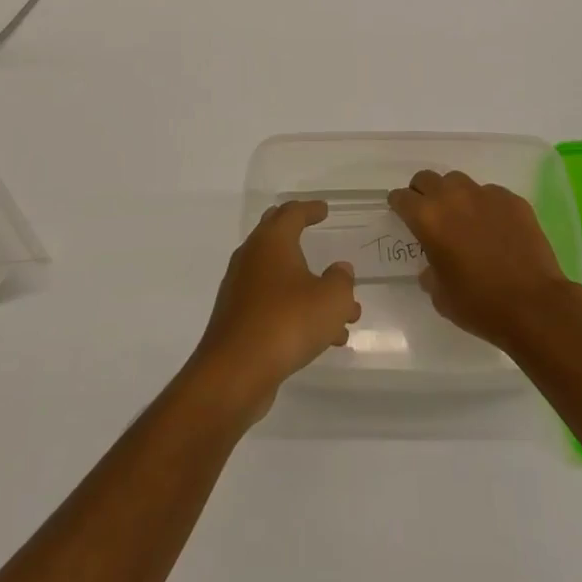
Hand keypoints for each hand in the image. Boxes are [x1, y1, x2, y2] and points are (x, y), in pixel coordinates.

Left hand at [190, 200, 360, 422]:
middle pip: (276, 236)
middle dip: (299, 235)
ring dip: (310, 288)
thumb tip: (340, 270)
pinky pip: (274, 305)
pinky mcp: (239, 318)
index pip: (292, 213)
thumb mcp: (331, 300)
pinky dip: (298, 311)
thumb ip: (341, 280)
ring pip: (281, 278)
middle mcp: (252, 258)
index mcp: (272, 242)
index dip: (310, 209)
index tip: (324, 209)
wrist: (235, 371)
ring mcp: (241, 288)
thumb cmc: (287, 322)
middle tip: (315, 231)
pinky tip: (324, 339)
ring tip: (346, 313)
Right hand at [387, 170, 576, 352]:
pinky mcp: (513, 200)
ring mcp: (485, 195)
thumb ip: (429, 270)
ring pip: (459, 181)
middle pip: (427, 179)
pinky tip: (495, 228)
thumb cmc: (479, 304)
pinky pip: (490, 194)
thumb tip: (433, 264)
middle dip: (422, 192)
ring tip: (462, 217)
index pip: (402, 198)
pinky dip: (485, 206)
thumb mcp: (439, 295)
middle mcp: (453, 197)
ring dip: (453, 195)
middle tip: (429, 213)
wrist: (534, 306)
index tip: (400, 213)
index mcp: (428, 218)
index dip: (398, 205)